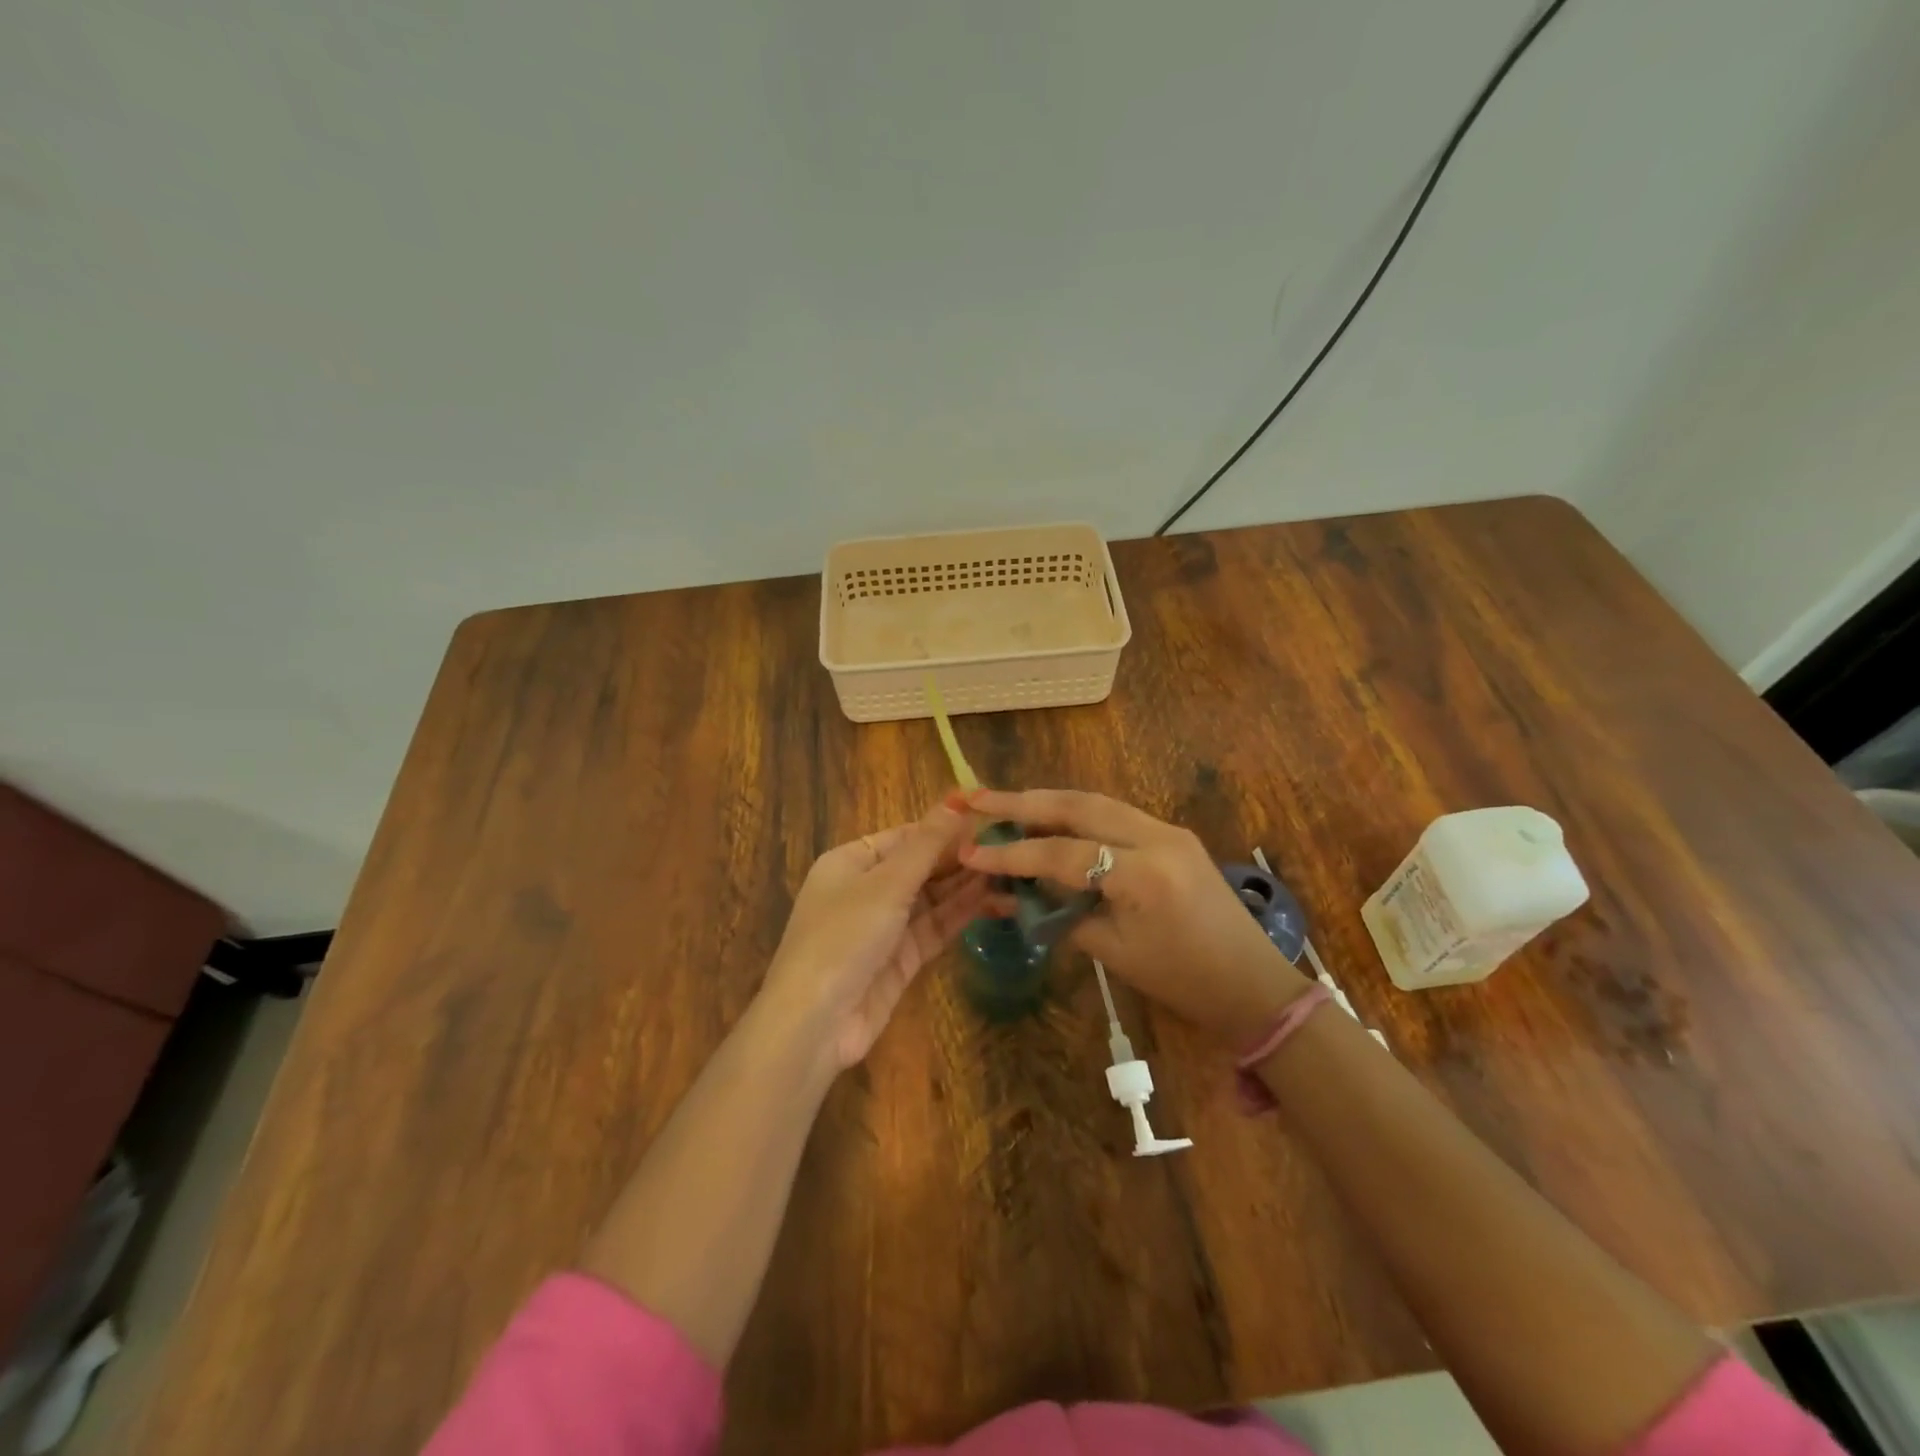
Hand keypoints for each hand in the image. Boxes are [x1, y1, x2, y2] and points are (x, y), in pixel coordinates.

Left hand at [759, 797, 990, 1069]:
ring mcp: (884, 926)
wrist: (816, 1023)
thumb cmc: (844, 936)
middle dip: (962, 859)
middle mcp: (867, 889)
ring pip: (933, 898)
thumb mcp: (887, 883)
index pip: (905, 836)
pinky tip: (998, 902)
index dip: (945, 828)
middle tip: (1012, 847)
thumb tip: (957, 799)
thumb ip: (927, 844)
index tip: (990, 820)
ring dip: (969, 886)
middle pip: (921, 866)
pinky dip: (964, 914)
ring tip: (1014, 873)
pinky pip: (936, 927)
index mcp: (851, 861)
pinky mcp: (902, 959)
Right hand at [960, 788, 1311, 1049]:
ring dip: (1047, 801)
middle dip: (1023, 801)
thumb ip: (1061, 915)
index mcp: (1144, 874)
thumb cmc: (1183, 982)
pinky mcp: (1173, 834)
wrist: (1253, 983)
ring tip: (1004, 802)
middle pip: (1078, 806)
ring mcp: (1168, 830)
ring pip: (1095, 802)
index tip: (970, 851)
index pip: (1062, 853)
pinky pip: (1114, 814)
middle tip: (977, 796)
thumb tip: (1014, 895)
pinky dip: (1076, 814)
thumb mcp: (1114, 952)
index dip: (1012, 854)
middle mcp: (1157, 837)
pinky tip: (1049, 820)